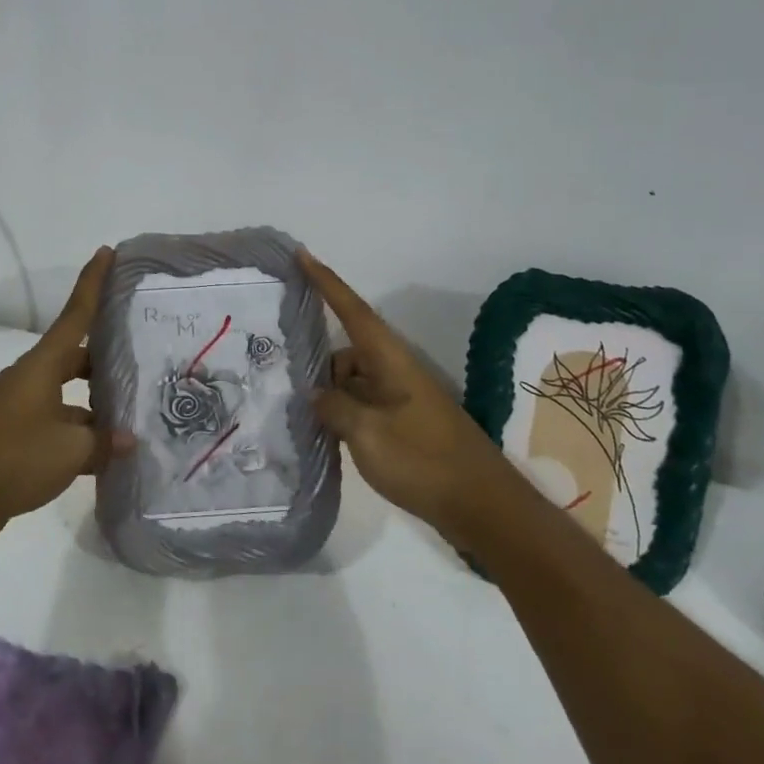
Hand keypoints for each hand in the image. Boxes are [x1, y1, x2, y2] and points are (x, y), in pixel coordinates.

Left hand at [0, 247, 132, 544]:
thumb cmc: (15, 459)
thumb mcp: (71, 451)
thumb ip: (104, 442)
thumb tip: (126, 440)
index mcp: (42, 366)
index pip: (75, 315)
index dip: (92, 283)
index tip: (106, 252)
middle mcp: (31, 378)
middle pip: (75, 356)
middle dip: (104, 357)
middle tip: (139, 359)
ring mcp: (20, 406)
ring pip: (67, 393)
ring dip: (94, 402)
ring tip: (130, 414)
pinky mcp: (14, 433)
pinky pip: (56, 420)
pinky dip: (78, 430)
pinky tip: (102, 452)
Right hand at [299, 249, 505, 539]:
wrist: (483, 508)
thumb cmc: (424, 461)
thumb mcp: (368, 434)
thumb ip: (334, 407)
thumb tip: (315, 393)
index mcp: (390, 360)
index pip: (352, 310)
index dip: (325, 282)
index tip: (301, 255)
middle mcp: (395, 371)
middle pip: (347, 351)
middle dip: (317, 360)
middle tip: (280, 372)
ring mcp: (401, 399)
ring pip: (353, 381)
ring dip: (328, 393)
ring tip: (297, 414)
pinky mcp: (404, 425)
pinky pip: (363, 406)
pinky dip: (342, 414)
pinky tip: (322, 434)